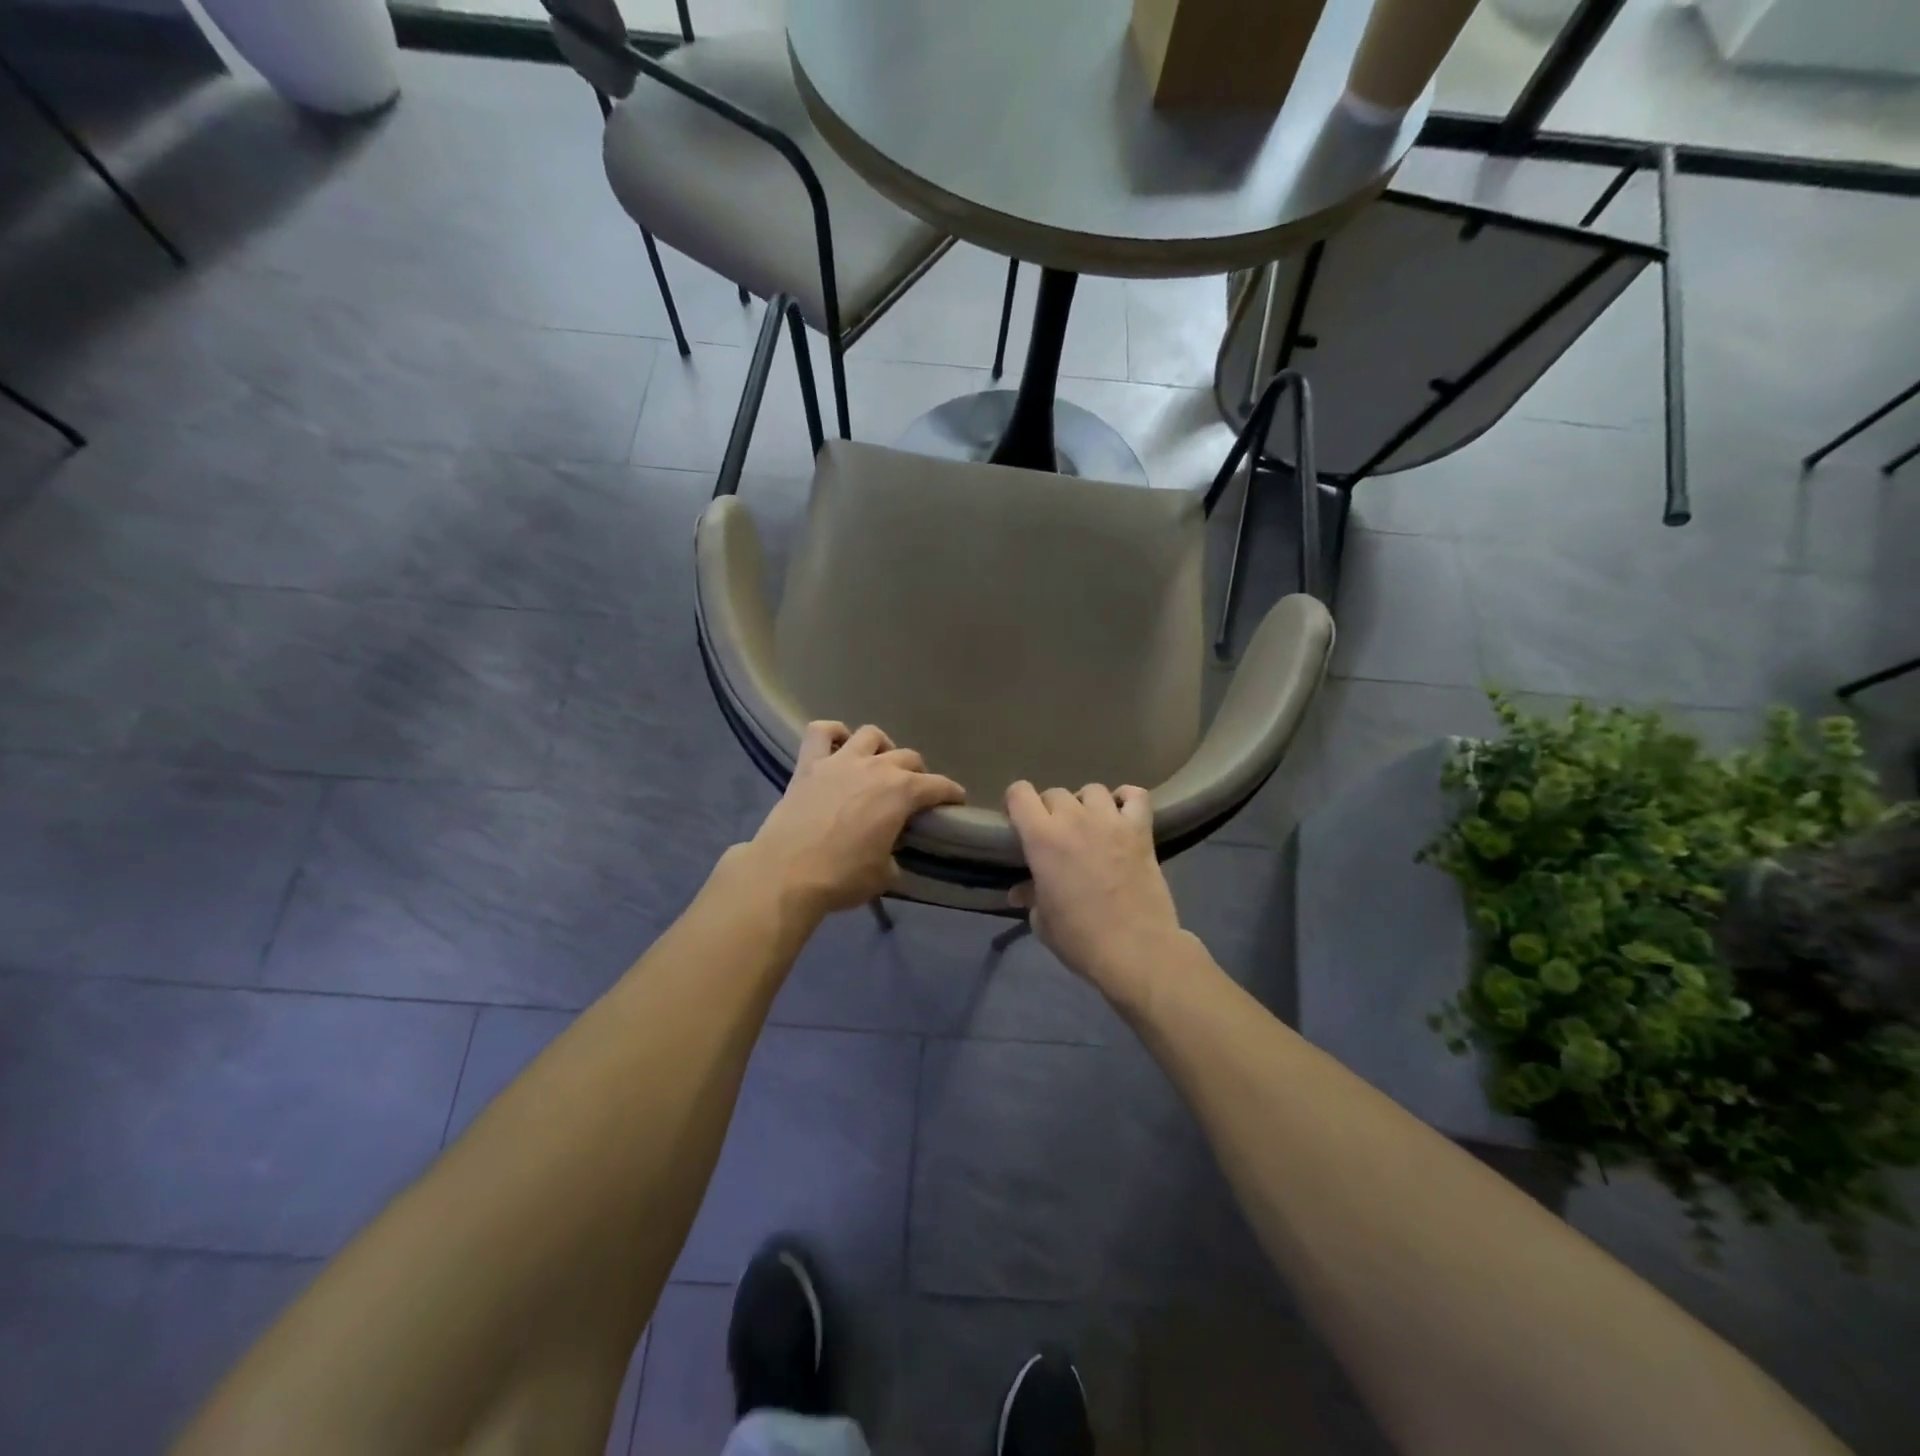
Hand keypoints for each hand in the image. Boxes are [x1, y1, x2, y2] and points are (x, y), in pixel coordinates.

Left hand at [746, 722, 965, 920]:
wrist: (786, 874)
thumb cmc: (842, 877)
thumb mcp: (885, 876)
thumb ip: (896, 858)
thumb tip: (891, 855)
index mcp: (901, 792)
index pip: (938, 786)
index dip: (951, 793)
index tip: (956, 801)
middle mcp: (876, 767)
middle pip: (908, 757)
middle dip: (919, 773)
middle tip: (915, 793)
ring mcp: (840, 761)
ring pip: (871, 735)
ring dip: (881, 747)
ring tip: (879, 764)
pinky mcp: (808, 764)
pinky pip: (821, 732)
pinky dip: (833, 733)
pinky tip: (839, 745)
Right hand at [1004, 782, 1188, 1009]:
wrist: (1136, 949)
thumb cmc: (1080, 938)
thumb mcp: (1043, 921)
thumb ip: (1031, 896)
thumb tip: (1020, 891)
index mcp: (1041, 838)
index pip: (1019, 793)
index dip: (1016, 803)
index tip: (1019, 823)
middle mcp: (1074, 819)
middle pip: (1055, 793)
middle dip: (1050, 810)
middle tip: (1056, 836)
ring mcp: (1111, 821)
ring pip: (1092, 790)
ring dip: (1086, 804)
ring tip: (1090, 826)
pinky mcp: (1141, 830)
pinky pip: (1135, 796)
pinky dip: (1127, 799)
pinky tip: (1121, 815)